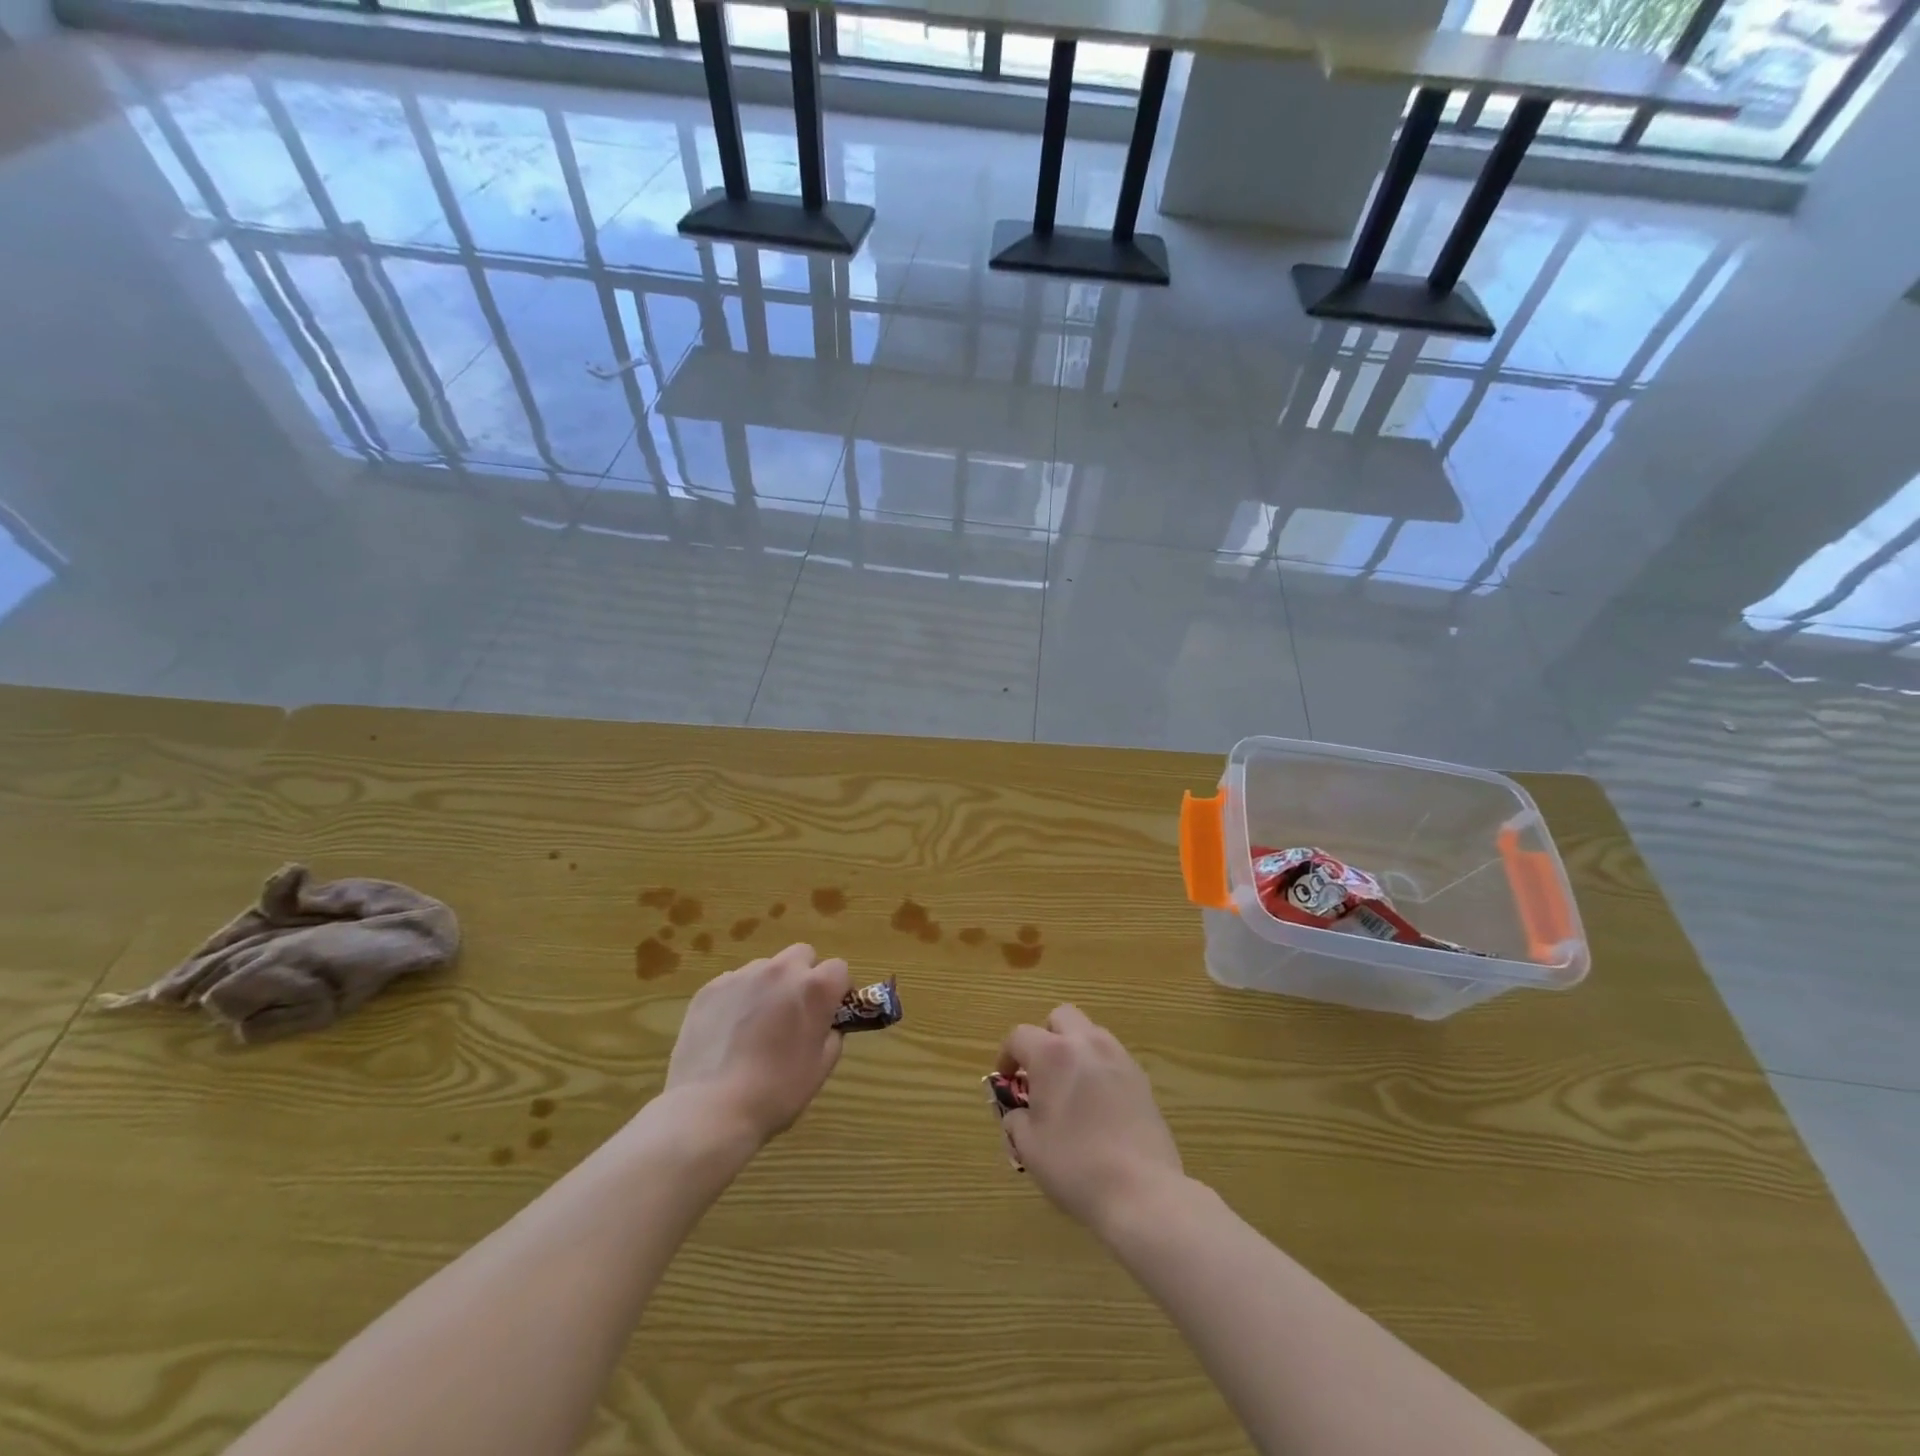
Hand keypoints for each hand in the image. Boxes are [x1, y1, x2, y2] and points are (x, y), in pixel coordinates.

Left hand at [665, 943, 850, 1143]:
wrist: (711, 1109)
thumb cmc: (776, 1092)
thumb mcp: (821, 1067)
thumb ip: (831, 1034)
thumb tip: (825, 1024)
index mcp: (814, 988)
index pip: (839, 968)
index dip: (837, 989)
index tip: (830, 1011)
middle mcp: (781, 970)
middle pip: (802, 955)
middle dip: (804, 975)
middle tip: (794, 1010)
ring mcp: (742, 975)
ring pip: (766, 967)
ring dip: (770, 986)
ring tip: (755, 1024)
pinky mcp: (710, 987)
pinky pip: (734, 982)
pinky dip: (738, 998)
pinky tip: (728, 1032)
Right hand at [997, 1005, 1183, 1229]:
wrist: (1141, 1191)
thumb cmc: (1075, 1166)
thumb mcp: (1029, 1147)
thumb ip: (1016, 1120)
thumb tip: (1019, 1113)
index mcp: (1053, 1054)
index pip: (1020, 1035)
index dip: (1007, 1054)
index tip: (1006, 1079)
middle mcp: (1087, 1044)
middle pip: (1061, 1017)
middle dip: (1046, 1036)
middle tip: (1040, 1072)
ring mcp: (1119, 1058)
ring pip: (1090, 1033)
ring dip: (1075, 1049)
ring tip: (1070, 1088)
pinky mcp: (1142, 1079)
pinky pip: (1112, 1058)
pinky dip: (1099, 1068)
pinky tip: (1097, 1105)